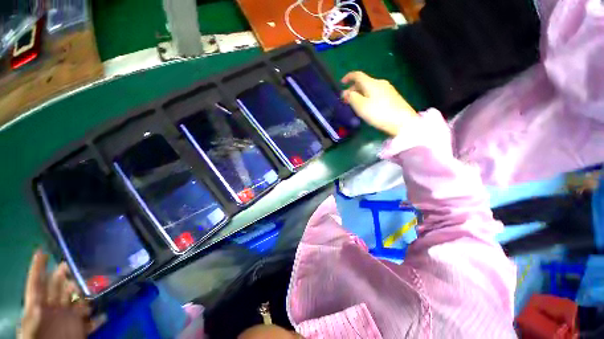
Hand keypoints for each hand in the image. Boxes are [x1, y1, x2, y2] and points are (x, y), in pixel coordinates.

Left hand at [18, 250, 95, 338]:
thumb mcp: (31, 332)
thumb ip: (34, 319)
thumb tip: (39, 305)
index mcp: (37, 308)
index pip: (36, 284)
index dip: (38, 268)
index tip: (42, 251)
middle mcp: (53, 310)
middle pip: (60, 288)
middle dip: (68, 274)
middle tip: (78, 263)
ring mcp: (67, 319)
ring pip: (79, 300)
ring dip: (86, 293)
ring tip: (97, 287)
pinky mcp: (80, 329)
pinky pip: (91, 321)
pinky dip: (97, 318)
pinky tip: (103, 315)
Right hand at [341, 71, 417, 135]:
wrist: (402, 121)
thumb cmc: (379, 113)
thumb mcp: (361, 106)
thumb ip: (351, 97)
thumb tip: (345, 93)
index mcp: (371, 83)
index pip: (357, 75)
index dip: (348, 77)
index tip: (341, 83)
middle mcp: (379, 83)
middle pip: (363, 82)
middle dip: (352, 89)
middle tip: (346, 101)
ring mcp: (387, 89)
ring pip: (369, 89)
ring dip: (359, 94)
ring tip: (355, 105)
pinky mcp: (391, 97)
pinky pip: (375, 93)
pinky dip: (367, 97)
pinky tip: (366, 107)